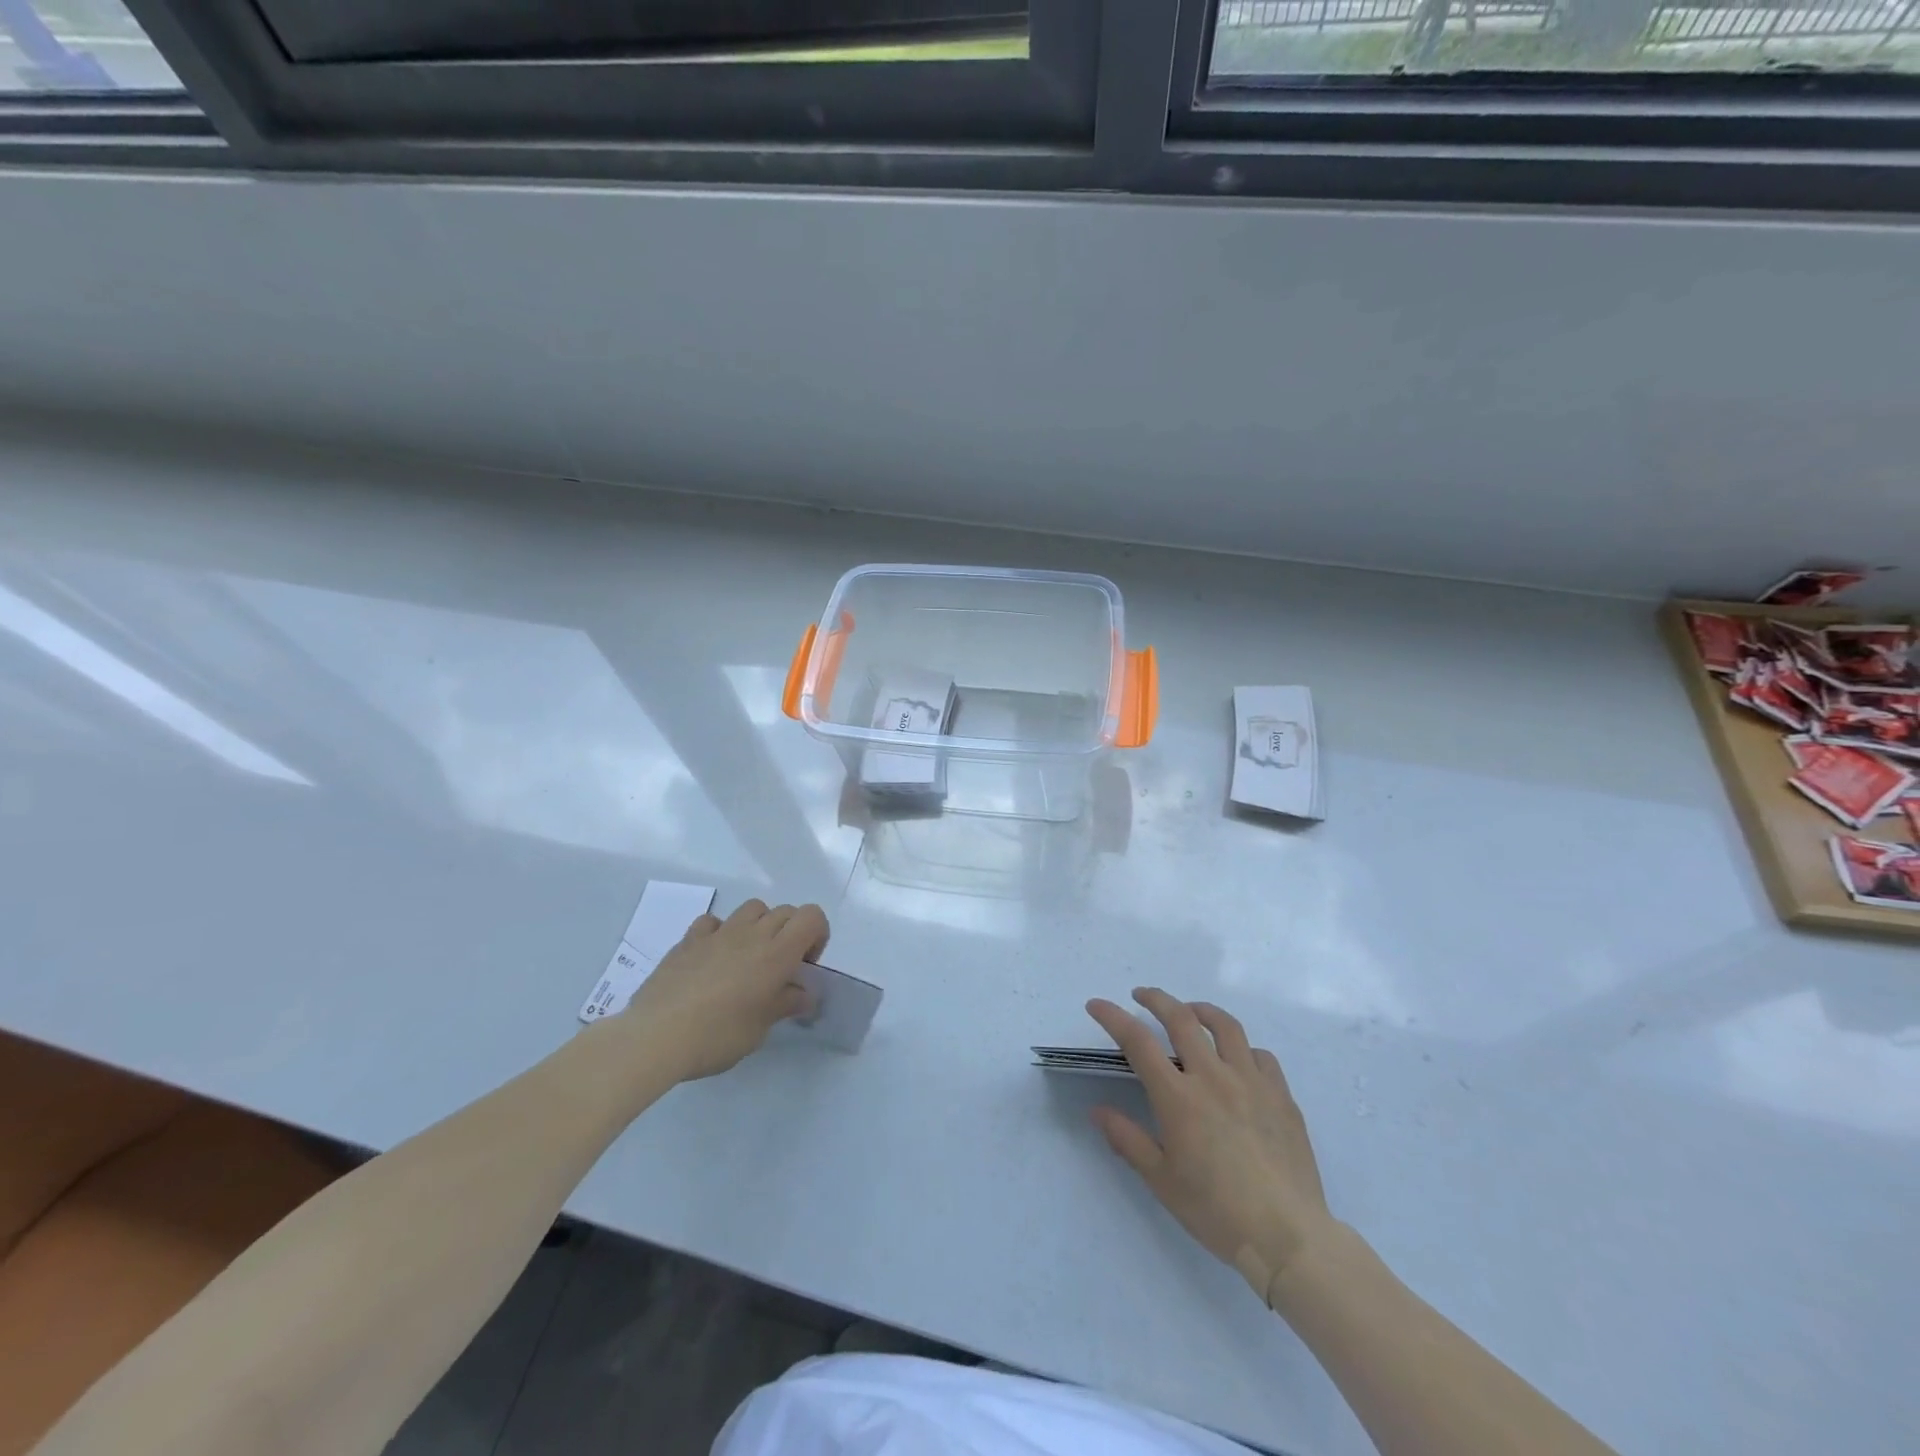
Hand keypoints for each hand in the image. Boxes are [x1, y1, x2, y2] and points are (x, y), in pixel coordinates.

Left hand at [622, 899, 828, 1081]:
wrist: (656, 1036)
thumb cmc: (718, 1035)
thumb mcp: (760, 1028)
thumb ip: (786, 1004)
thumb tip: (804, 994)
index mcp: (777, 953)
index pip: (812, 916)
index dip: (817, 934)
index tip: (805, 965)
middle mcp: (751, 934)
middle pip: (785, 911)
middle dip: (791, 932)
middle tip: (780, 968)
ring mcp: (718, 933)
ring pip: (752, 908)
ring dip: (759, 925)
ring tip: (749, 958)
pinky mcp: (689, 940)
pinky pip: (713, 922)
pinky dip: (720, 932)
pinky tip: (713, 957)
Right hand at [1087, 988, 1333, 1301]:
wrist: (1288, 1238)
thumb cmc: (1217, 1212)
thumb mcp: (1161, 1181)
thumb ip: (1128, 1139)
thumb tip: (1097, 1110)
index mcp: (1179, 1098)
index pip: (1138, 1042)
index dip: (1113, 1017)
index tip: (1097, 1005)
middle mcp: (1213, 1077)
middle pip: (1181, 1018)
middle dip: (1156, 999)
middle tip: (1141, 996)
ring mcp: (1252, 1082)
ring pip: (1225, 1026)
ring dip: (1201, 1010)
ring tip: (1190, 1011)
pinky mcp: (1281, 1096)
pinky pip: (1260, 1055)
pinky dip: (1242, 1048)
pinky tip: (1237, 1060)